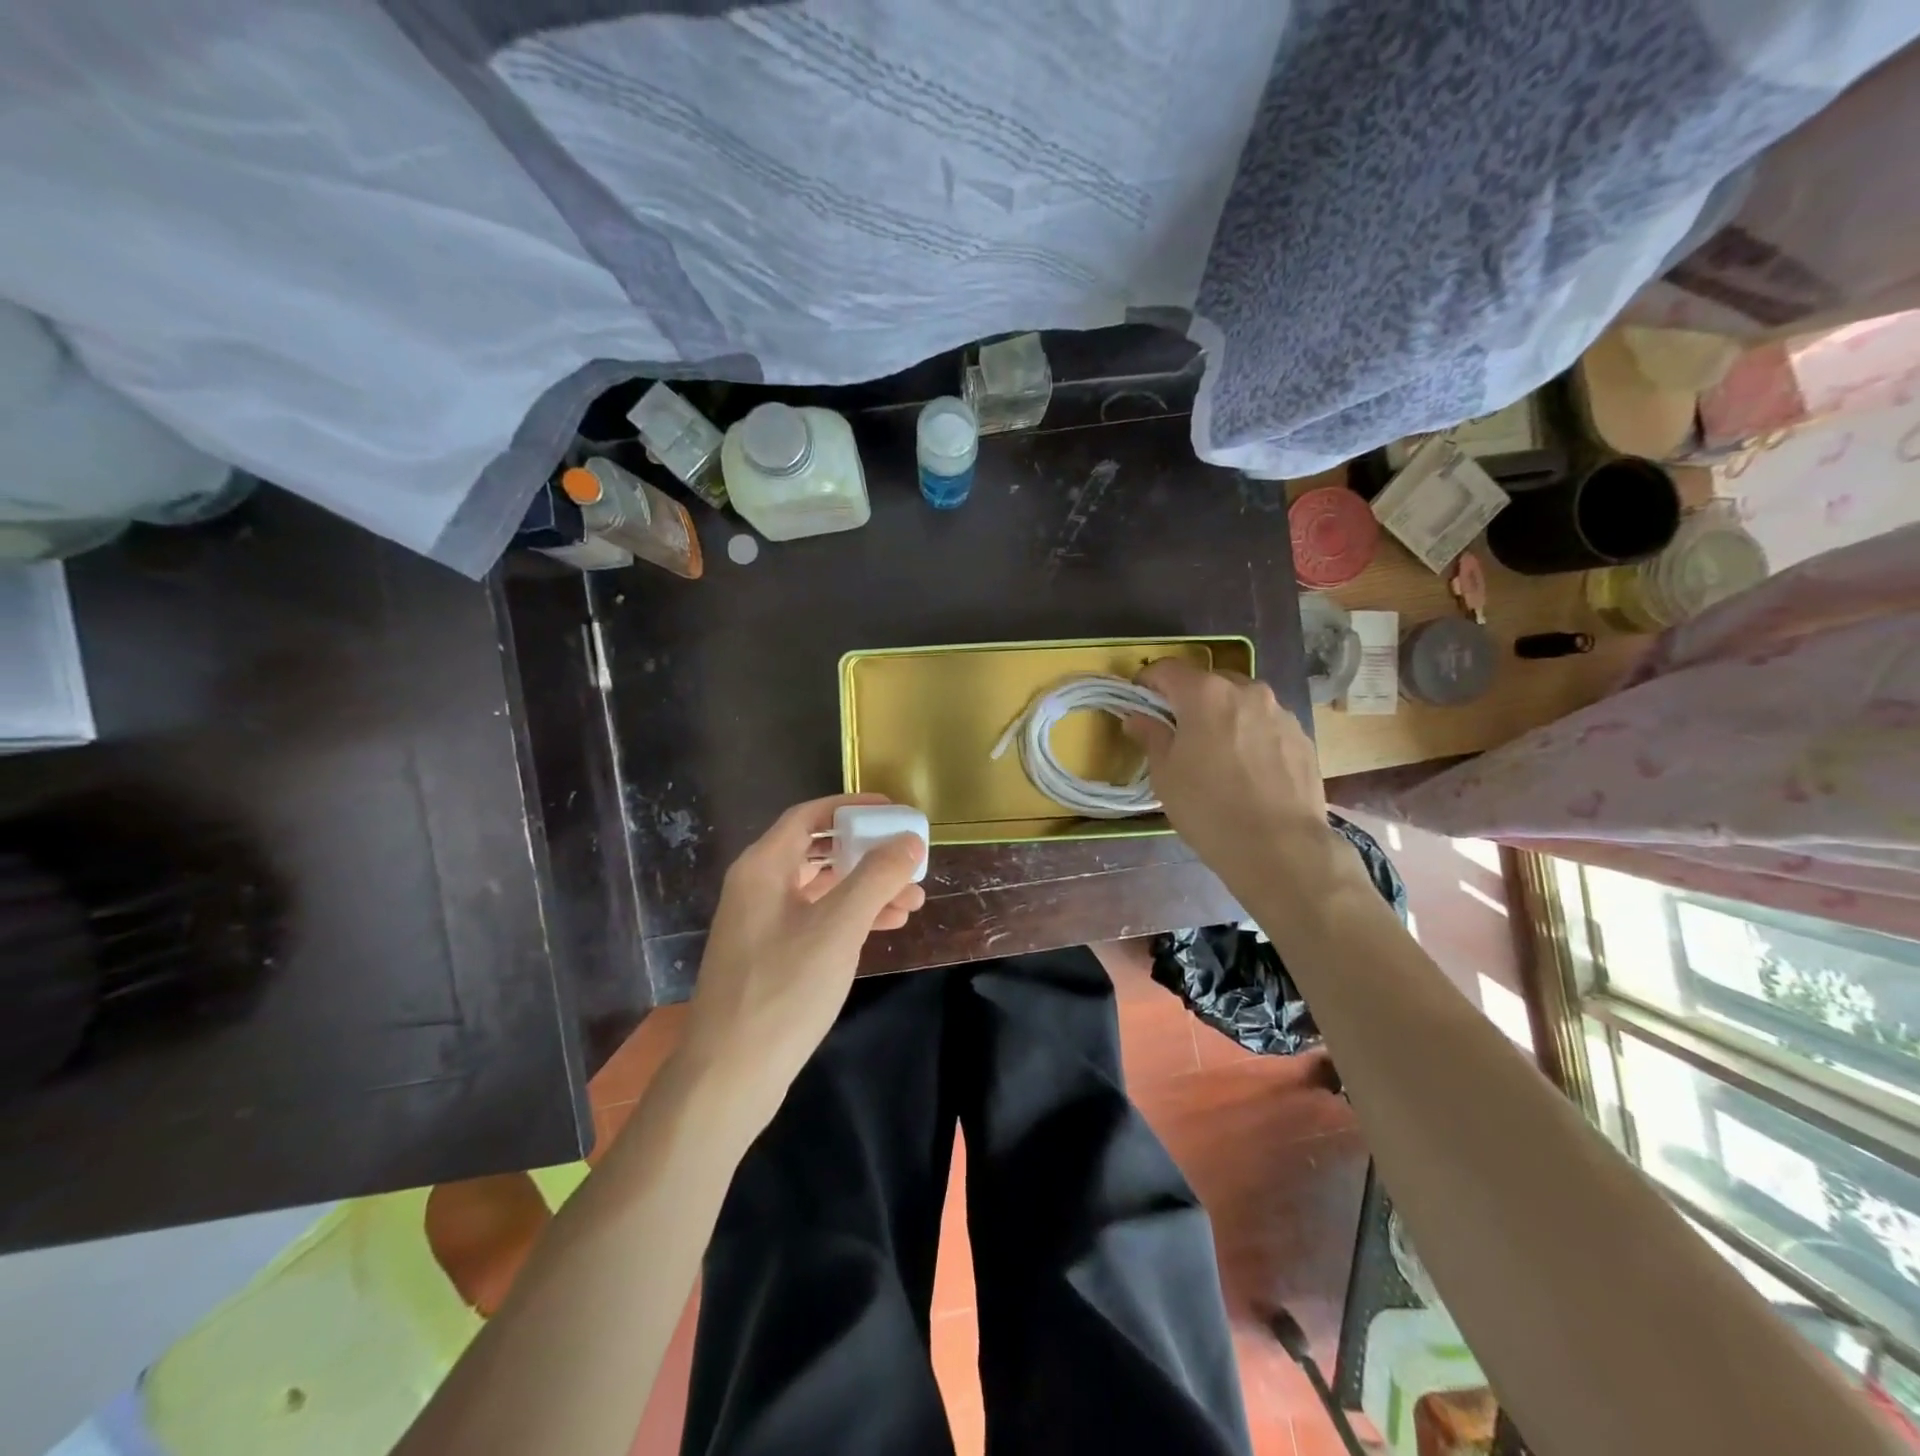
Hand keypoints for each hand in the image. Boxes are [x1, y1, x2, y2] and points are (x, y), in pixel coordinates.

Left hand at [681, 794, 925, 1119]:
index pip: (809, 815)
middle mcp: (757, 887)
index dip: (852, 807)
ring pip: (822, 889)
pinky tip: (886, 927)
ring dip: (866, 890)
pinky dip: (850, 918)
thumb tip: (908, 840)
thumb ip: (876, 877)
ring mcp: (762, 924)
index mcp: (763, 867)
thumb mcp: (838, 927)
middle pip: (819, 851)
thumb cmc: (783, 989)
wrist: (729, 1075)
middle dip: (868, 855)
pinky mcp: (770, 956)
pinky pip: (816, 920)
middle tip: (909, 861)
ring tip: (912, 901)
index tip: (892, 810)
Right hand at [1123, 658, 1336, 885]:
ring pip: (1242, 702)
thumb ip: (1151, 737)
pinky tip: (1247, 770)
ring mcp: (1280, 712)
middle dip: (1189, 699)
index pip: (1168, 669)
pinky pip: (1267, 725)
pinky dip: (1251, 735)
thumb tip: (1137, 718)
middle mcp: (1247, 691)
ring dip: (1224, 717)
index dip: (1148, 682)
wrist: (1280, 847)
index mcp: (1206, 694)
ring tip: (1217, 754)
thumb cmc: (1209, 808)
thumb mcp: (1166, 774)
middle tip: (1178, 732)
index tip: (1139, 703)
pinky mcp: (1302, 737)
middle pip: (1209, 682)